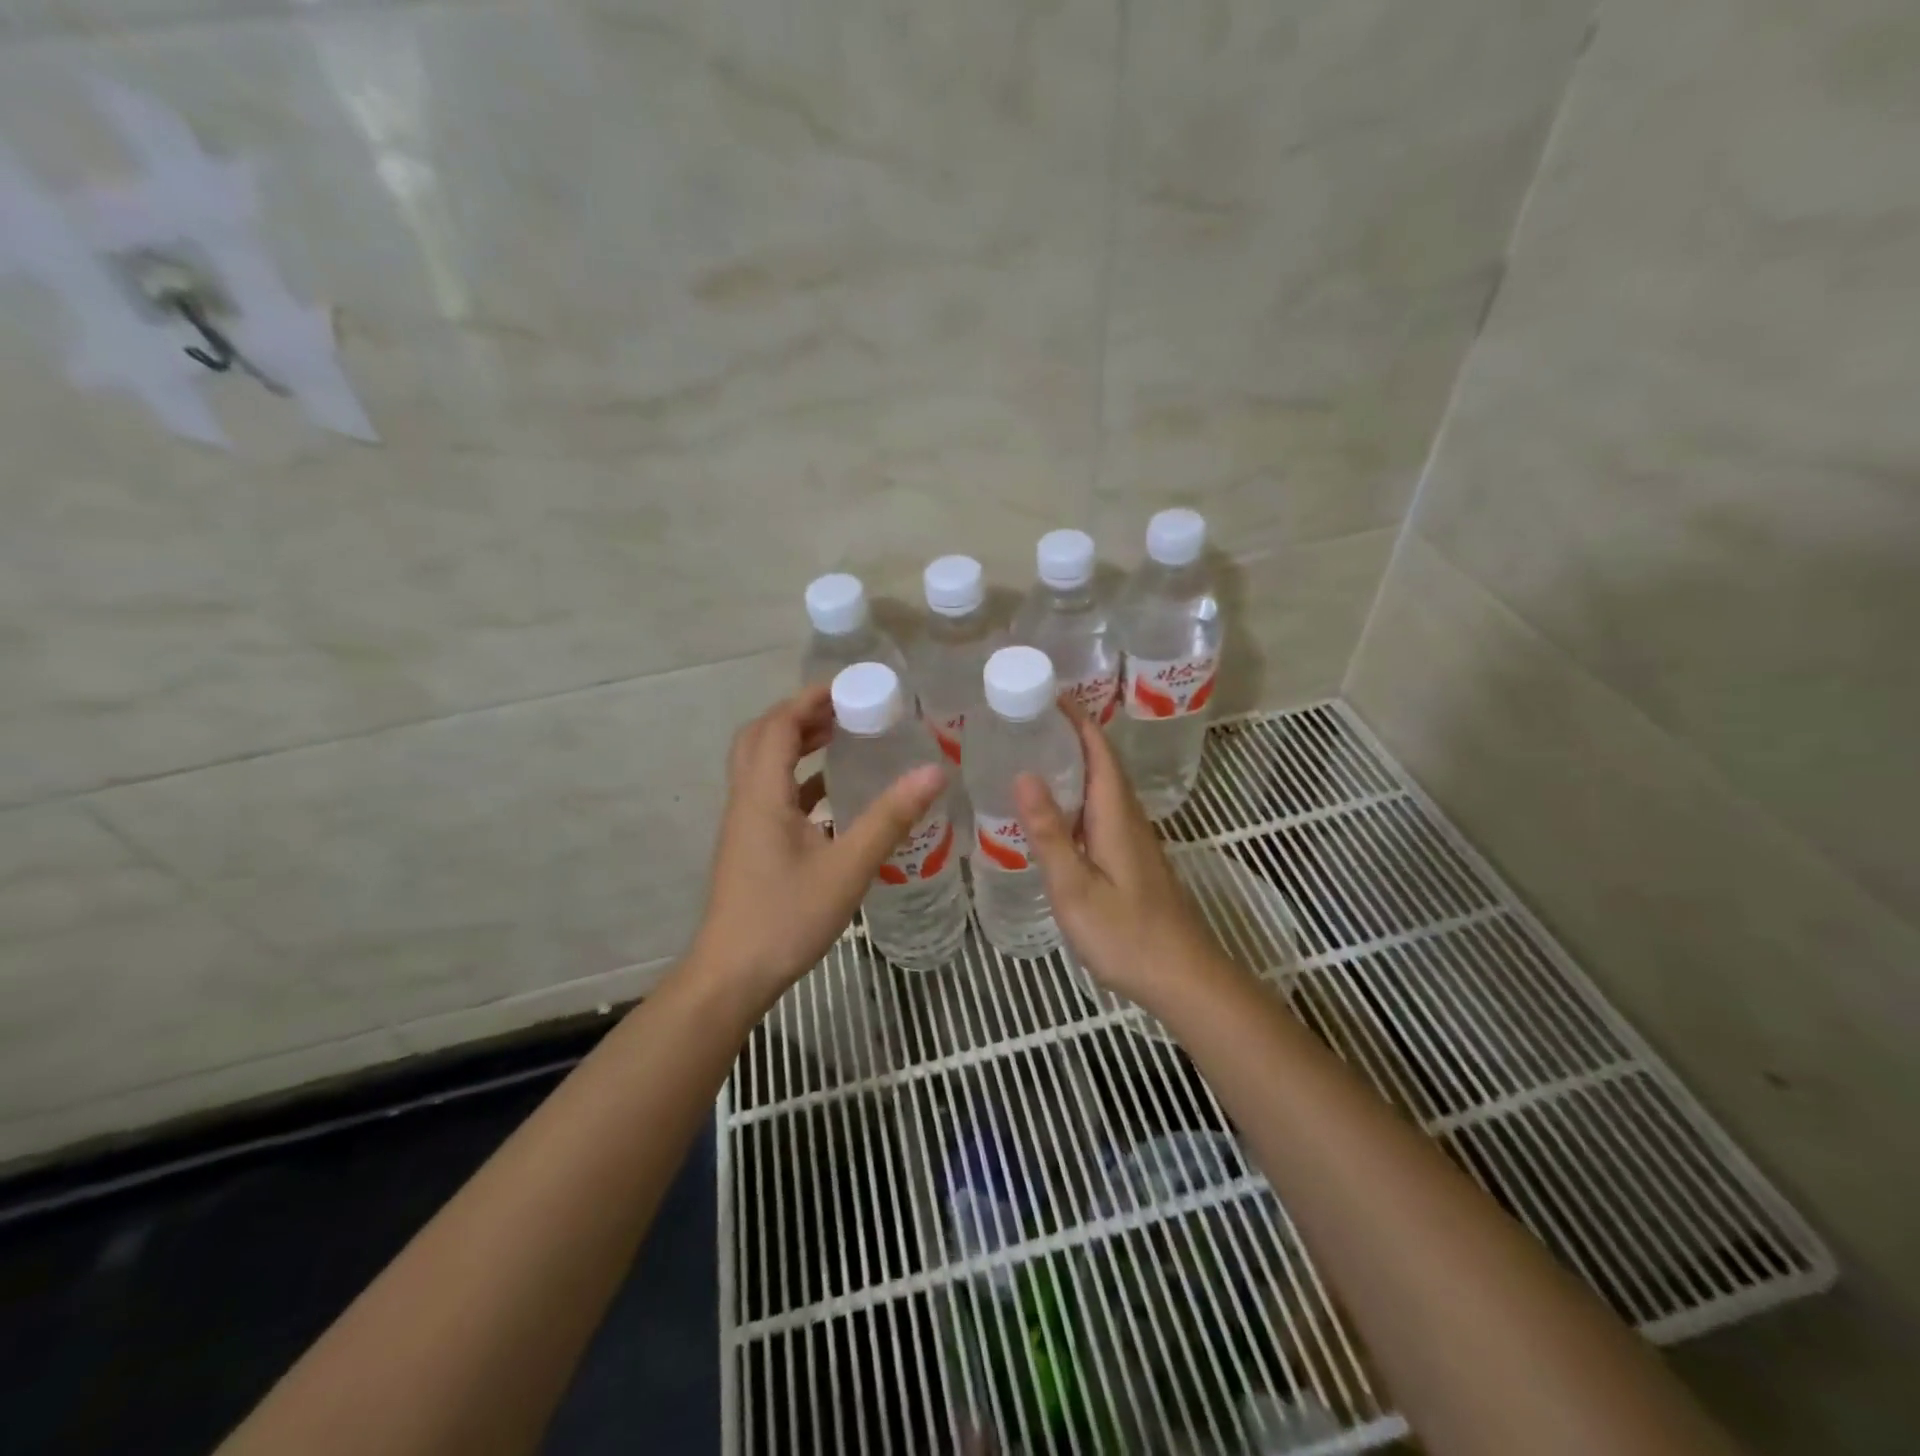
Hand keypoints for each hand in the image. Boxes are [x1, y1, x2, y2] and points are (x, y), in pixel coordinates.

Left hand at [691, 686, 945, 999]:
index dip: (810, 699)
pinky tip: (832, 793)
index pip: (779, 725)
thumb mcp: (848, 867)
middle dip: (801, 714)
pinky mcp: (750, 844)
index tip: (850, 686)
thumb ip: (890, 818)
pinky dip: (798, 778)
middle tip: (847, 707)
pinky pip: (771, 792)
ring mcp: (745, 823)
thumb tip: (934, 772)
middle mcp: (747, 799)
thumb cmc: (786, 917)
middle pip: (763, 736)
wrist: (732, 975)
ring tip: (842, 736)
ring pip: (763, 764)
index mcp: (763, 794)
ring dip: (797, 743)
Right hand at [1013, 703, 1237, 1010]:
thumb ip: (1049, 832)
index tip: (1045, 693)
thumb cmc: (1125, 933)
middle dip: (1070, 734)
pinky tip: (1054, 812)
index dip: (1076, 718)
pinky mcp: (1131, 858)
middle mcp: (1128, 818)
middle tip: (1025, 721)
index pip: (1099, 750)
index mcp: (1115, 815)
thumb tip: (1024, 774)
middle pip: (1102, 763)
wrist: (1180, 976)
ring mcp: (1132, 839)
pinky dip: (1077, 795)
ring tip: (1032, 755)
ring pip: (1102, 787)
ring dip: (1074, 763)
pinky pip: (1101, 810)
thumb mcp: (1075, 886)